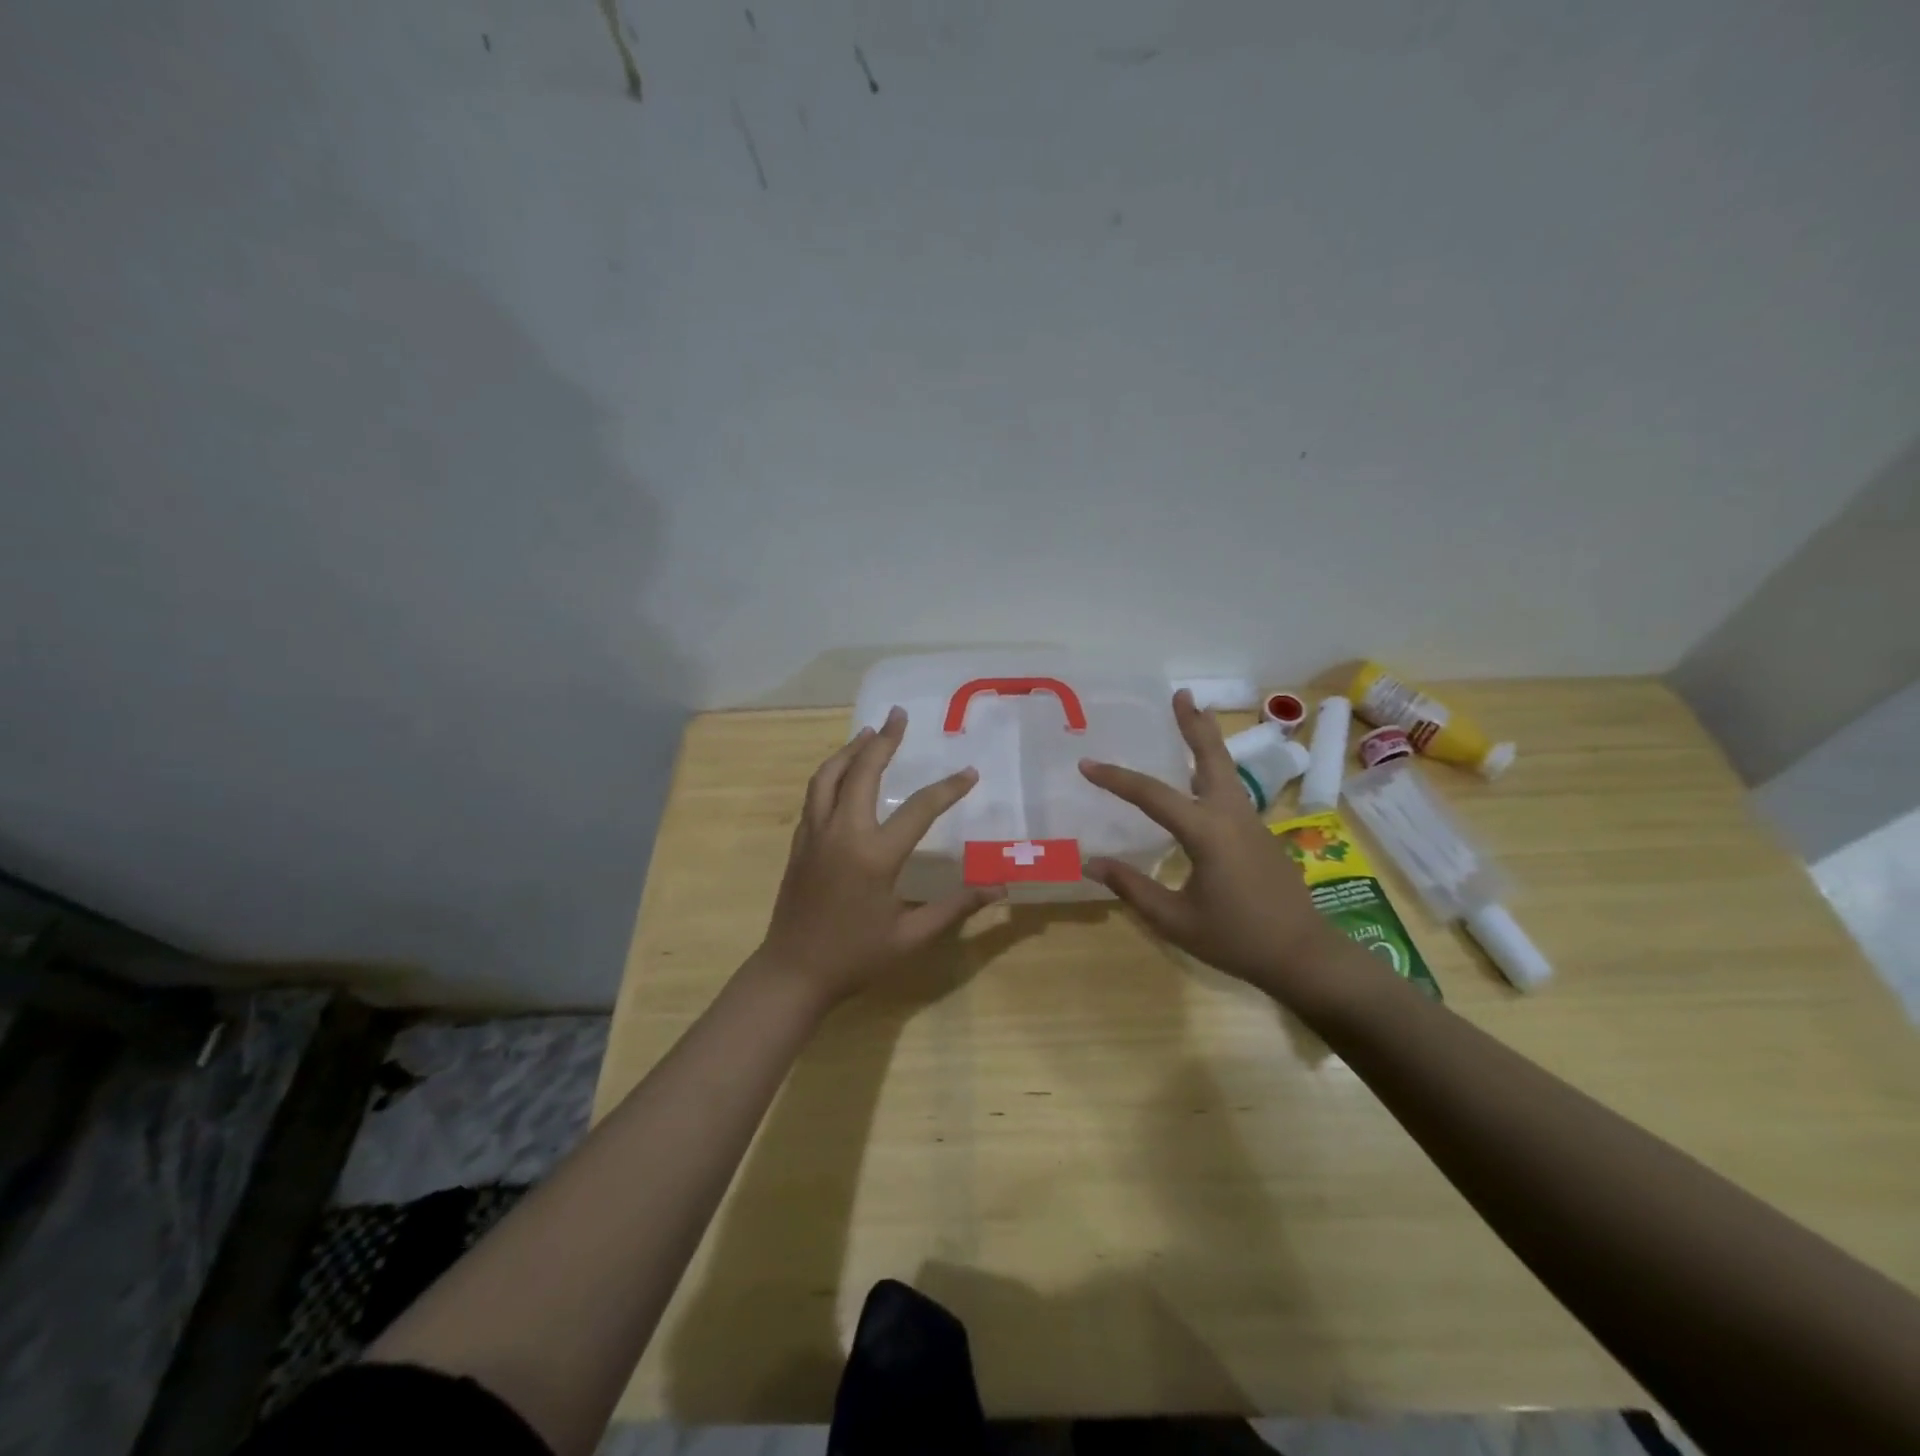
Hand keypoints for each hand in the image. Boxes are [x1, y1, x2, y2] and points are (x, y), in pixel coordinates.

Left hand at [754, 706, 1004, 1010]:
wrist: (793, 972)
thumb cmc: (856, 957)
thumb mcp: (912, 936)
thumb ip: (955, 906)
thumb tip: (999, 888)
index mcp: (875, 855)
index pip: (920, 808)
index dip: (948, 788)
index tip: (969, 772)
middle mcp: (842, 832)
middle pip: (863, 772)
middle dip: (884, 741)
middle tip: (898, 715)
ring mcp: (815, 834)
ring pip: (828, 776)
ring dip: (850, 750)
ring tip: (869, 733)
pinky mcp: (799, 842)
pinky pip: (814, 794)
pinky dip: (830, 773)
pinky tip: (841, 772)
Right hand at [1079, 689, 1350, 1008]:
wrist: (1303, 955)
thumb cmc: (1236, 939)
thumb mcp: (1175, 919)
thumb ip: (1133, 887)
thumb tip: (1092, 862)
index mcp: (1207, 832)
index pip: (1152, 795)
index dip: (1116, 779)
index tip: (1086, 764)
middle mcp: (1231, 815)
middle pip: (1211, 758)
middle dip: (1194, 724)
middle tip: (1181, 694)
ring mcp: (1251, 822)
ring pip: (1226, 770)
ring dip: (1207, 742)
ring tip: (1193, 718)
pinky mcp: (1260, 834)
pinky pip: (1232, 790)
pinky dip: (1214, 769)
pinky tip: (1201, 780)